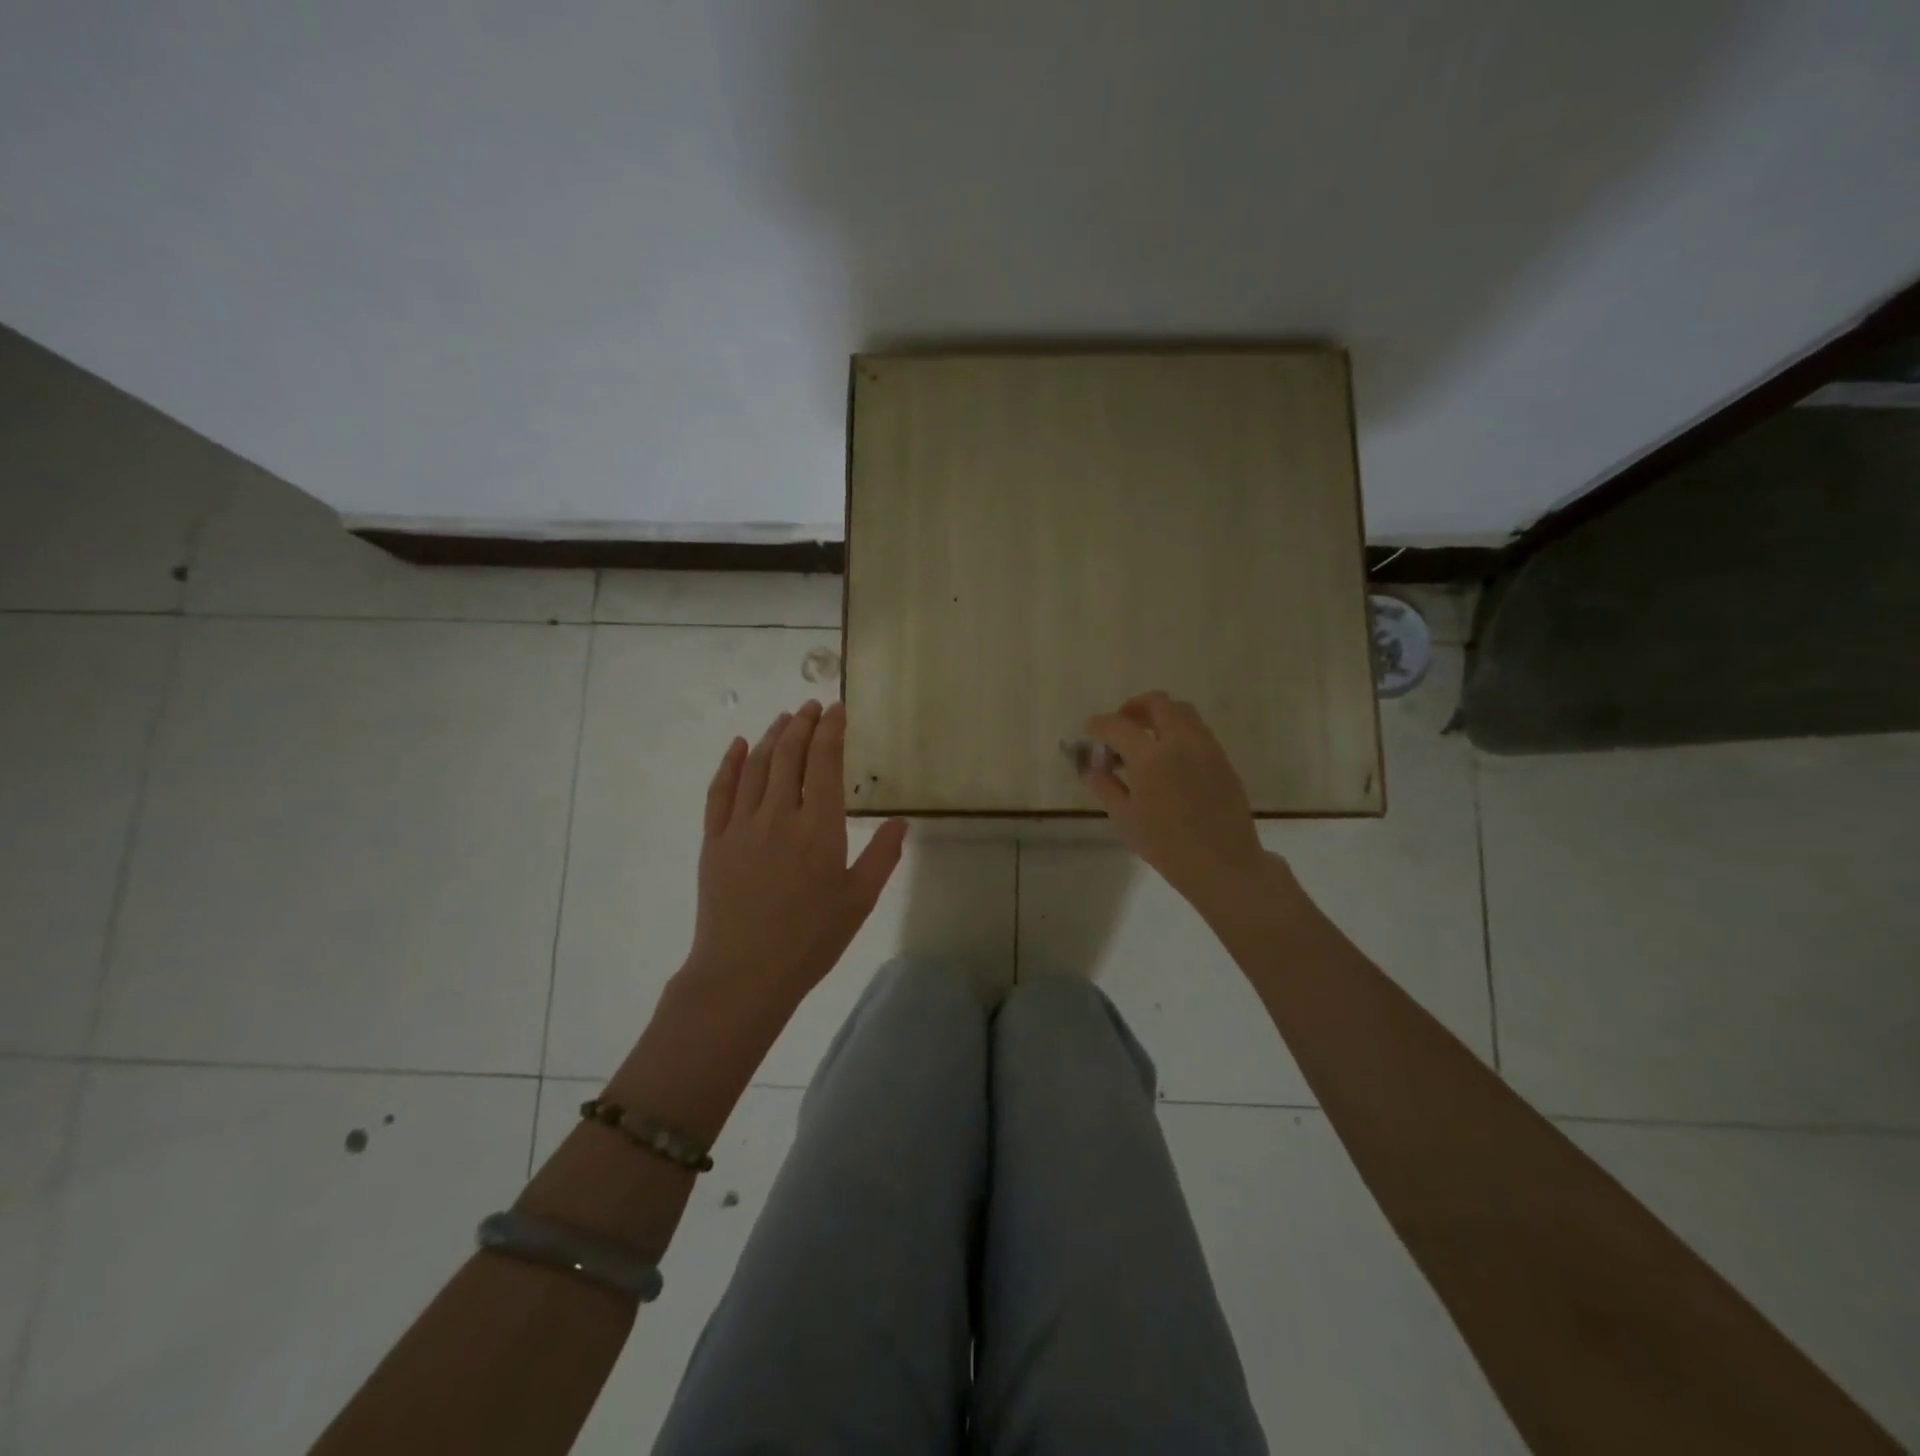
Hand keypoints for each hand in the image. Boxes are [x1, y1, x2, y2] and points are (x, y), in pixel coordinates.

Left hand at [687, 700, 907, 1012]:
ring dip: (772, 736)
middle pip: (790, 755)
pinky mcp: (714, 840)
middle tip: (812, 706)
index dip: (831, 730)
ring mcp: (741, 825)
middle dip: (803, 724)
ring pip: (756, 766)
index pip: (825, 762)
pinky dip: (730, 764)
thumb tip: (902, 820)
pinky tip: (739, 746)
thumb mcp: (859, 901)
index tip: (837, 709)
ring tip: (785, 718)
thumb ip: (882, 856)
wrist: (744, 974)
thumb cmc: (810, 940)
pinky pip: (719, 791)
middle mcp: (779, 815)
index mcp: (819, 828)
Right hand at [1082, 691, 1270, 914]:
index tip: (1091, 729)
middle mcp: (1181, 742)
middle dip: (1134, 708)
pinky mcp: (1222, 759)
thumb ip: (1104, 786)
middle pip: (1158, 703)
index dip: (1100, 725)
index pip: (1118, 726)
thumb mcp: (1125, 818)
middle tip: (1121, 725)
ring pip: (1182, 712)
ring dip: (1160, 716)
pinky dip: (1178, 732)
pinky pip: (1197, 731)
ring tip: (1146, 740)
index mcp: (1151, 757)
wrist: (1223, 864)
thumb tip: (1091, 767)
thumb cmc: (1166, 846)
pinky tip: (1169, 759)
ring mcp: (1206, 748)